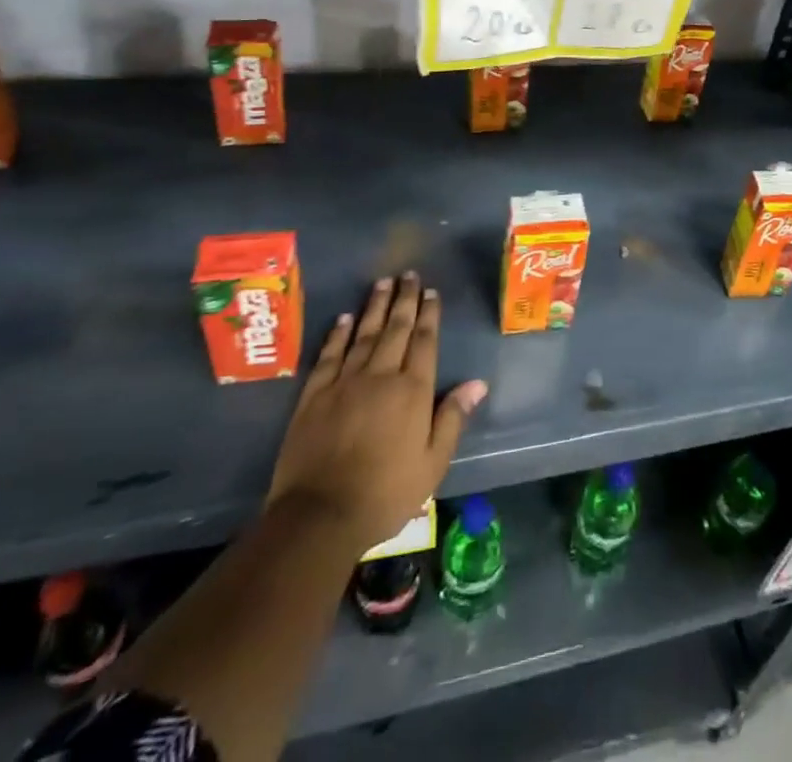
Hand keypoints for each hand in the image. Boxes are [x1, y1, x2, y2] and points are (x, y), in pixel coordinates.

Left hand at [268, 273, 487, 553]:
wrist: (319, 516)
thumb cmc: (386, 494)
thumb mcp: (433, 464)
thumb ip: (453, 418)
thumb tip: (477, 383)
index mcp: (412, 391)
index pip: (424, 342)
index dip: (429, 315)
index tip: (431, 292)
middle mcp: (380, 376)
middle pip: (395, 329)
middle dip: (404, 300)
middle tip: (408, 275)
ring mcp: (344, 383)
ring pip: (363, 334)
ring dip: (374, 307)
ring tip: (382, 283)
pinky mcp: (314, 396)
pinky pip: (329, 355)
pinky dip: (338, 334)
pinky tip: (344, 318)